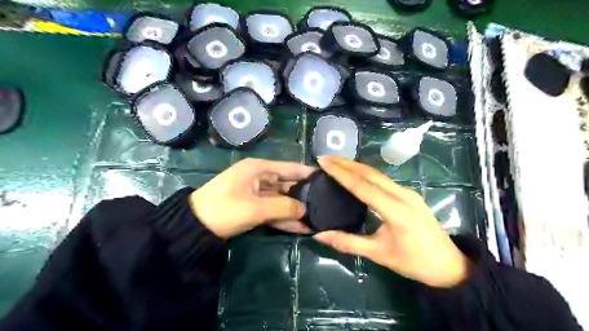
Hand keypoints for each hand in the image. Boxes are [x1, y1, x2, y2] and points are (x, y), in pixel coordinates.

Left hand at [191, 158, 314, 238]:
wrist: (194, 228)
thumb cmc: (224, 210)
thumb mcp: (255, 208)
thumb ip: (283, 207)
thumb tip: (305, 210)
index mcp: (258, 169)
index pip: (289, 168)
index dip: (307, 173)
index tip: (326, 179)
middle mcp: (259, 178)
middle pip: (287, 185)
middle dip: (303, 195)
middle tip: (325, 203)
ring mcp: (256, 194)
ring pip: (281, 200)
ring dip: (295, 210)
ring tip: (316, 219)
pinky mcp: (253, 208)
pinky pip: (272, 211)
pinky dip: (284, 219)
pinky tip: (301, 228)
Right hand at [313, 157, 469, 288]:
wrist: (449, 264)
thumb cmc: (413, 262)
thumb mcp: (378, 254)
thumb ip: (348, 243)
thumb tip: (319, 235)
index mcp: (395, 210)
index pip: (362, 185)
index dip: (341, 173)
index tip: (323, 162)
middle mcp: (402, 195)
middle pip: (370, 173)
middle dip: (346, 163)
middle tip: (325, 158)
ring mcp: (408, 192)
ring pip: (377, 174)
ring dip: (355, 166)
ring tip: (336, 162)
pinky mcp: (409, 194)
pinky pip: (384, 179)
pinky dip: (366, 173)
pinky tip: (356, 173)